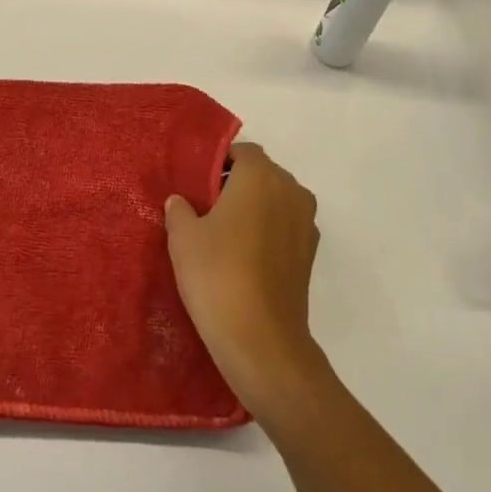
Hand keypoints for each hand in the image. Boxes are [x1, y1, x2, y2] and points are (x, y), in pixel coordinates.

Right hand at [164, 143, 326, 421]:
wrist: (261, 339)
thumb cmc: (217, 275)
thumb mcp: (183, 238)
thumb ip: (180, 210)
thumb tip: (181, 201)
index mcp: (261, 176)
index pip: (242, 152)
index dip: (219, 163)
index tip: (198, 185)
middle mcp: (290, 191)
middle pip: (263, 174)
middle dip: (238, 184)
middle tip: (206, 208)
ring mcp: (306, 223)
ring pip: (277, 200)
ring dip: (255, 208)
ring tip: (224, 234)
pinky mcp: (310, 253)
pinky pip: (286, 227)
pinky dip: (269, 231)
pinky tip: (245, 257)